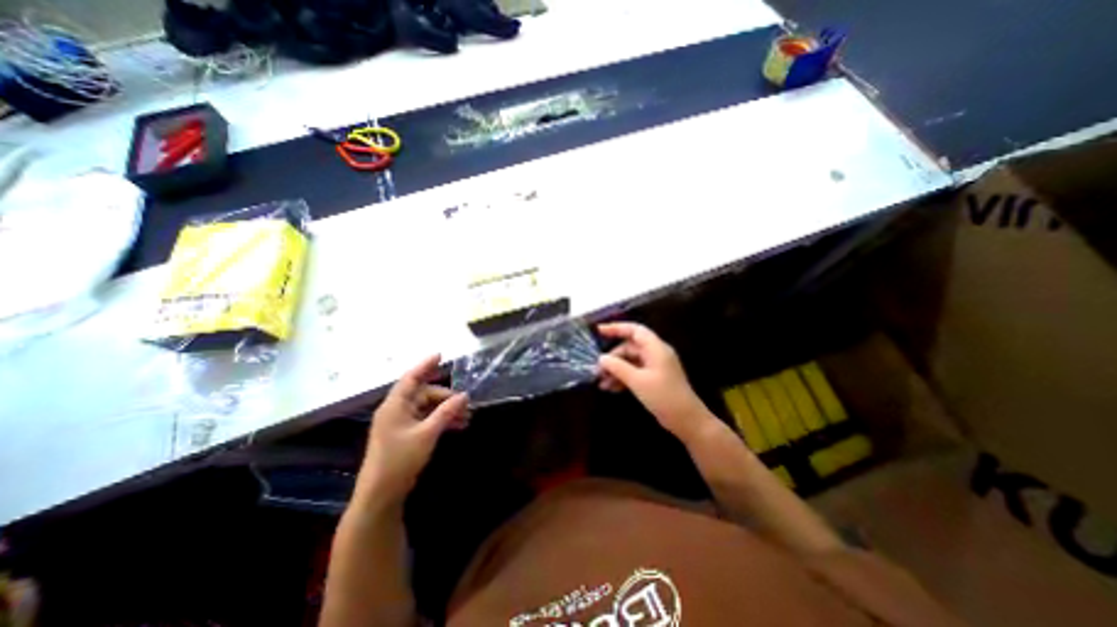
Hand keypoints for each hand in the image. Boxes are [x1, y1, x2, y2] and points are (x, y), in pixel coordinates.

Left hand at [360, 354, 468, 506]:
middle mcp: (397, 410)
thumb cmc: (400, 460)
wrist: (380, 495)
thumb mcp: (427, 434)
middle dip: (446, 397)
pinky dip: (441, 421)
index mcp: (395, 405)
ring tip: (466, 418)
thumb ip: (446, 412)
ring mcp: (401, 423)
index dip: (425, 365)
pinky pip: (427, 420)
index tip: (441, 355)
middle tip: (466, 404)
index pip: (411, 378)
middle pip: (424, 394)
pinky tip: (457, 426)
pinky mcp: (405, 435)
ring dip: (446, 411)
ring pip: (428, 408)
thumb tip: (464, 395)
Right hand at [598, 324, 711, 440]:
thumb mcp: (638, 381)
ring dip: (616, 370)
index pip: (635, 330)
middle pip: (630, 347)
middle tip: (597, 370)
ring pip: (630, 361)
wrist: (687, 420)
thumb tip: (601, 358)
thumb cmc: (664, 397)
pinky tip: (611, 389)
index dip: (617, 328)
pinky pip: (634, 372)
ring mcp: (655, 366)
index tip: (599, 331)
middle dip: (613, 357)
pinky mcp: (653, 378)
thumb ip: (618, 367)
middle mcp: (655, 353)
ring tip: (602, 383)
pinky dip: (623, 378)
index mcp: (656, 348)